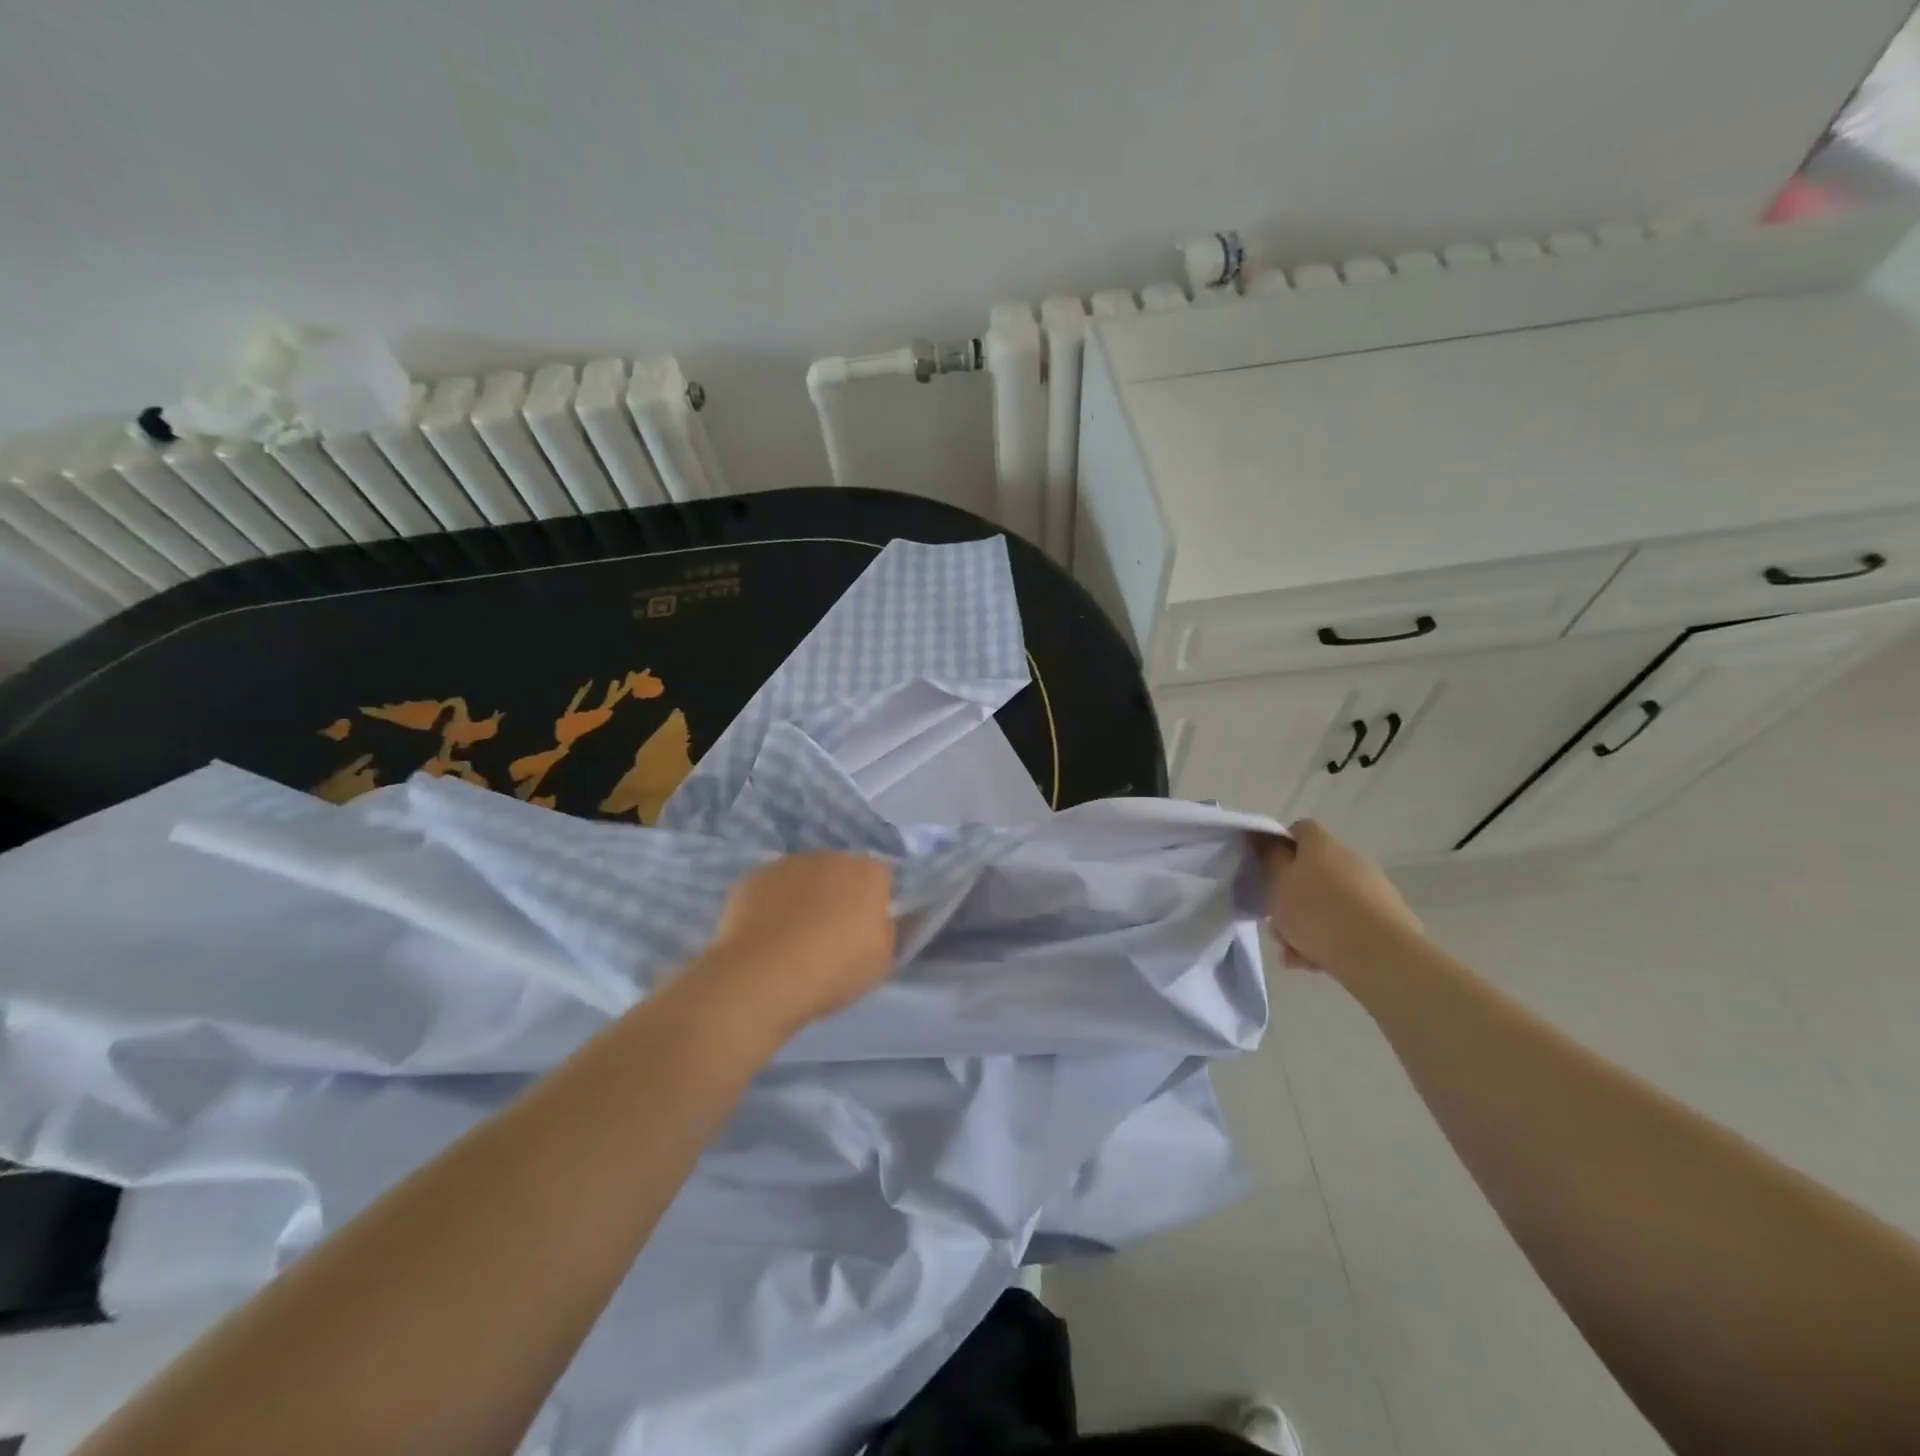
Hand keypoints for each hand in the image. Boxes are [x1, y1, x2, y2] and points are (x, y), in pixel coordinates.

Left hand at [697, 852, 896, 1032]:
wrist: (764, 975)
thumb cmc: (834, 968)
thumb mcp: (882, 961)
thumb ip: (891, 932)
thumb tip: (889, 919)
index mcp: (868, 873)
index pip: (881, 878)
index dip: (874, 903)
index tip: (865, 931)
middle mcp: (830, 857)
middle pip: (841, 872)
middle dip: (838, 895)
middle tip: (829, 935)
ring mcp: (789, 864)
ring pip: (804, 877)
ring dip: (804, 897)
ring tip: (792, 938)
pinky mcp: (754, 877)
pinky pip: (772, 888)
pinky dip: (772, 904)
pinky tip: (765, 935)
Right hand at [1255, 820, 1425, 983]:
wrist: (1380, 955)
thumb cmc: (1317, 912)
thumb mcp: (1278, 883)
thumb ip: (1269, 858)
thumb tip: (1264, 837)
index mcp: (1323, 845)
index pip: (1299, 829)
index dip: (1280, 846)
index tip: (1266, 870)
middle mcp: (1350, 859)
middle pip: (1312, 871)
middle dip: (1291, 896)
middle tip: (1276, 922)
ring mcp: (1373, 889)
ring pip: (1328, 902)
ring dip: (1307, 923)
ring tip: (1293, 953)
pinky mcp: (1387, 919)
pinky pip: (1348, 923)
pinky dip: (1329, 939)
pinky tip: (1315, 963)